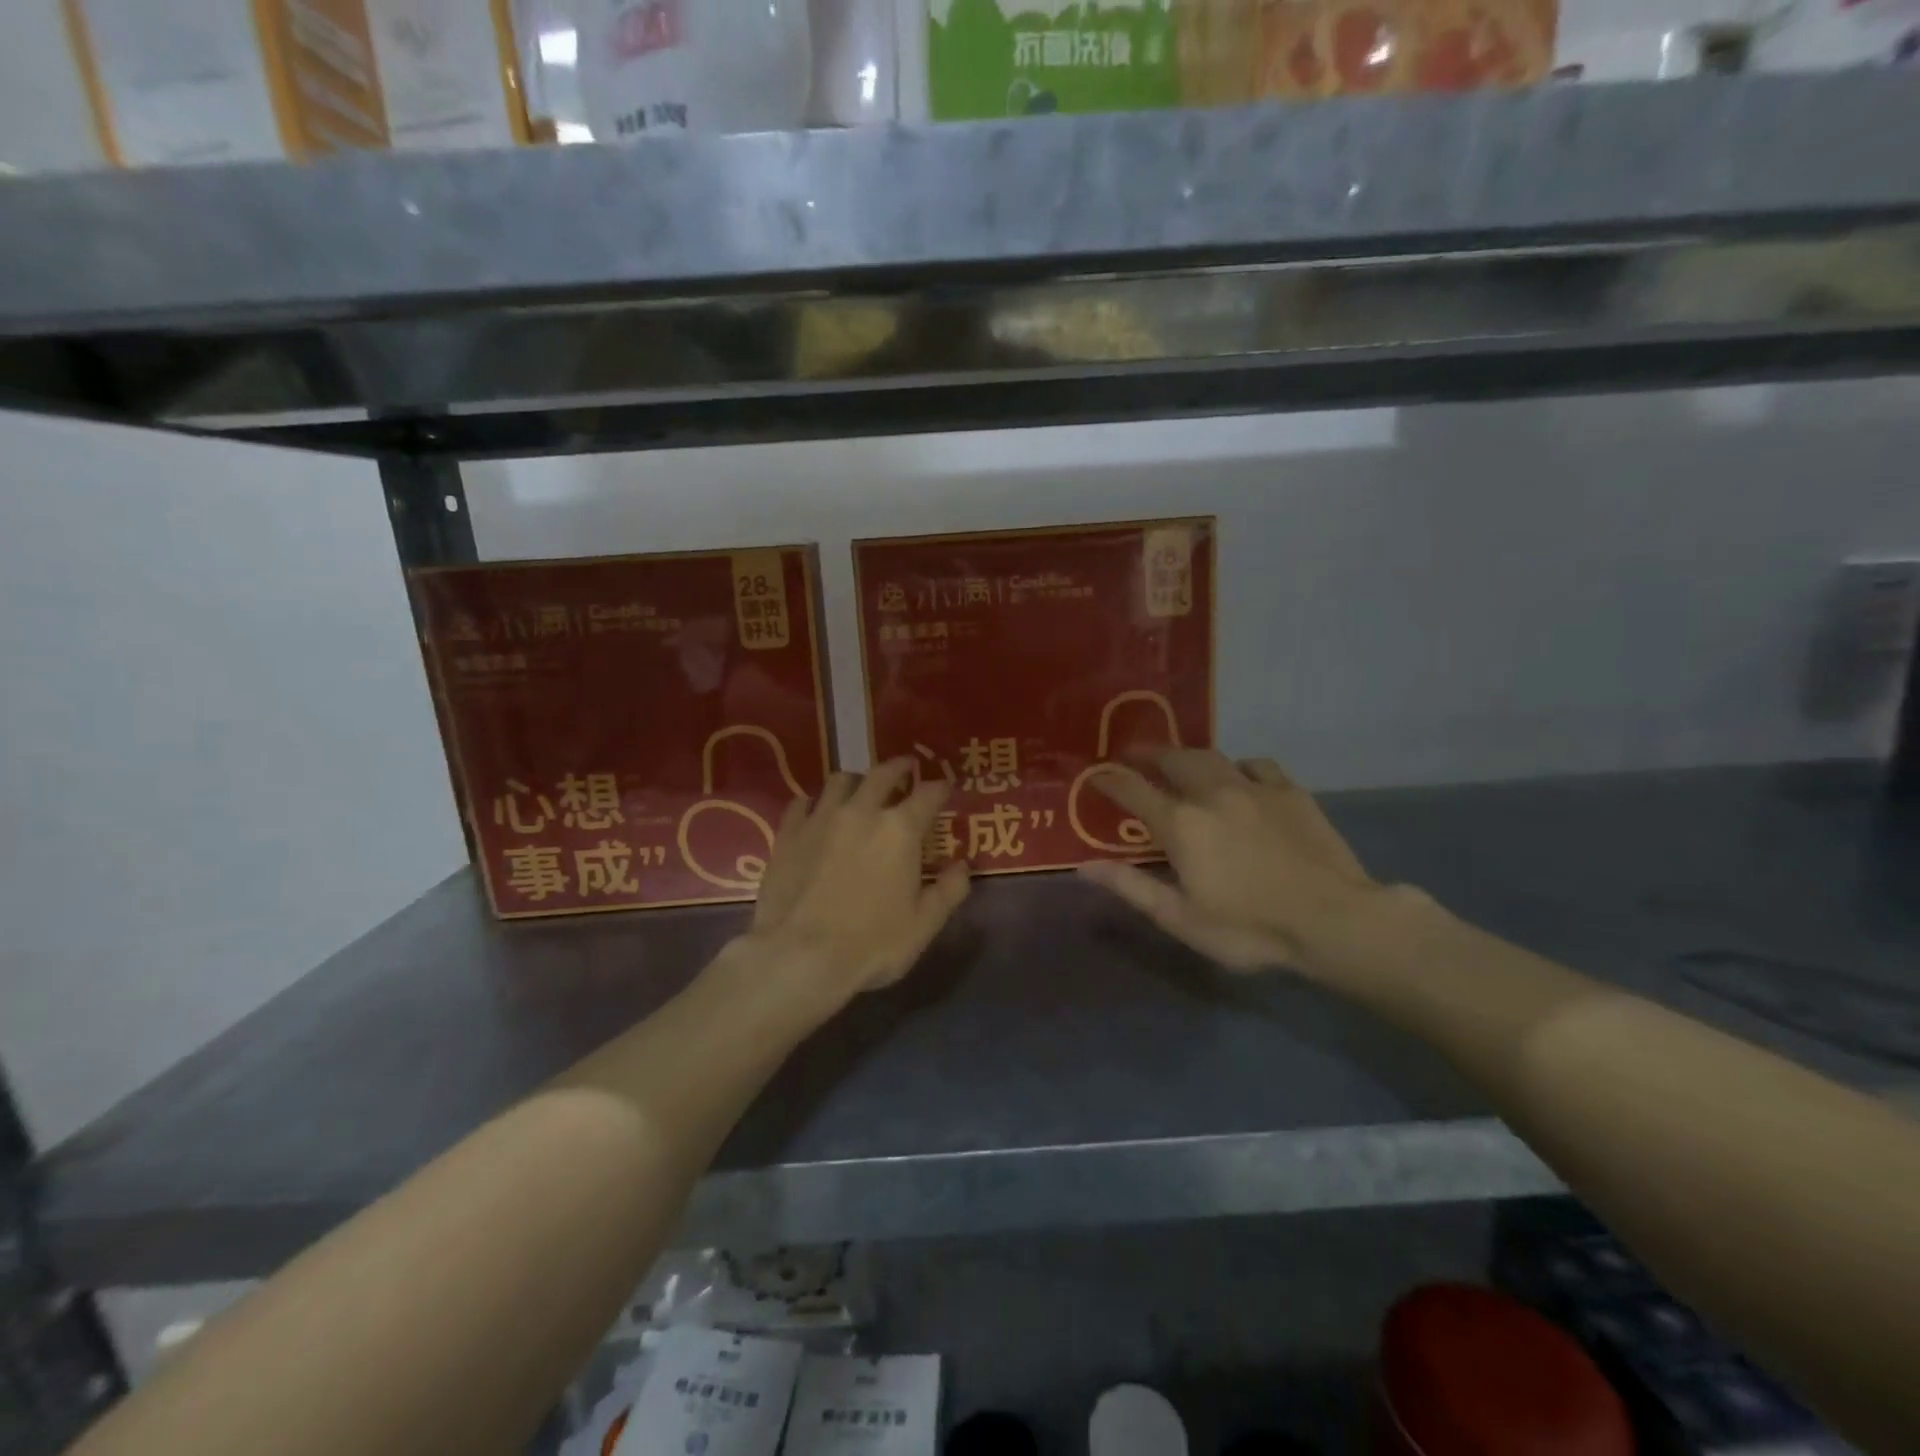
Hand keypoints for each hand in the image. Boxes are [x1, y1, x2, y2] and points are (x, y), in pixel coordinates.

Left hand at [742, 758, 970, 1009]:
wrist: (798, 956)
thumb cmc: (871, 944)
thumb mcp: (923, 924)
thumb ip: (949, 891)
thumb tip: (963, 865)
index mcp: (900, 830)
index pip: (928, 794)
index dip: (940, 788)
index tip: (945, 787)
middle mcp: (861, 812)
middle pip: (882, 774)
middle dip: (899, 768)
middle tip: (906, 768)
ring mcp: (820, 819)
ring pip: (840, 781)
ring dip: (857, 780)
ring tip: (861, 788)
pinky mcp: (788, 833)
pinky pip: (801, 803)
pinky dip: (814, 802)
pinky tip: (815, 811)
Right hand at [1079, 750, 1381, 975]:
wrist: (1334, 920)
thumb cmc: (1249, 928)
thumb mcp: (1181, 918)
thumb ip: (1132, 887)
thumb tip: (1084, 867)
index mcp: (1181, 824)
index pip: (1133, 789)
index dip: (1110, 779)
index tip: (1095, 773)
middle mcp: (1212, 793)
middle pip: (1173, 759)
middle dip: (1148, 753)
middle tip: (1133, 754)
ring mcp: (1255, 788)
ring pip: (1212, 756)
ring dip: (1188, 754)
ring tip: (1179, 760)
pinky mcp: (1291, 792)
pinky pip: (1256, 765)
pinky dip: (1238, 766)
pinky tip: (1240, 776)